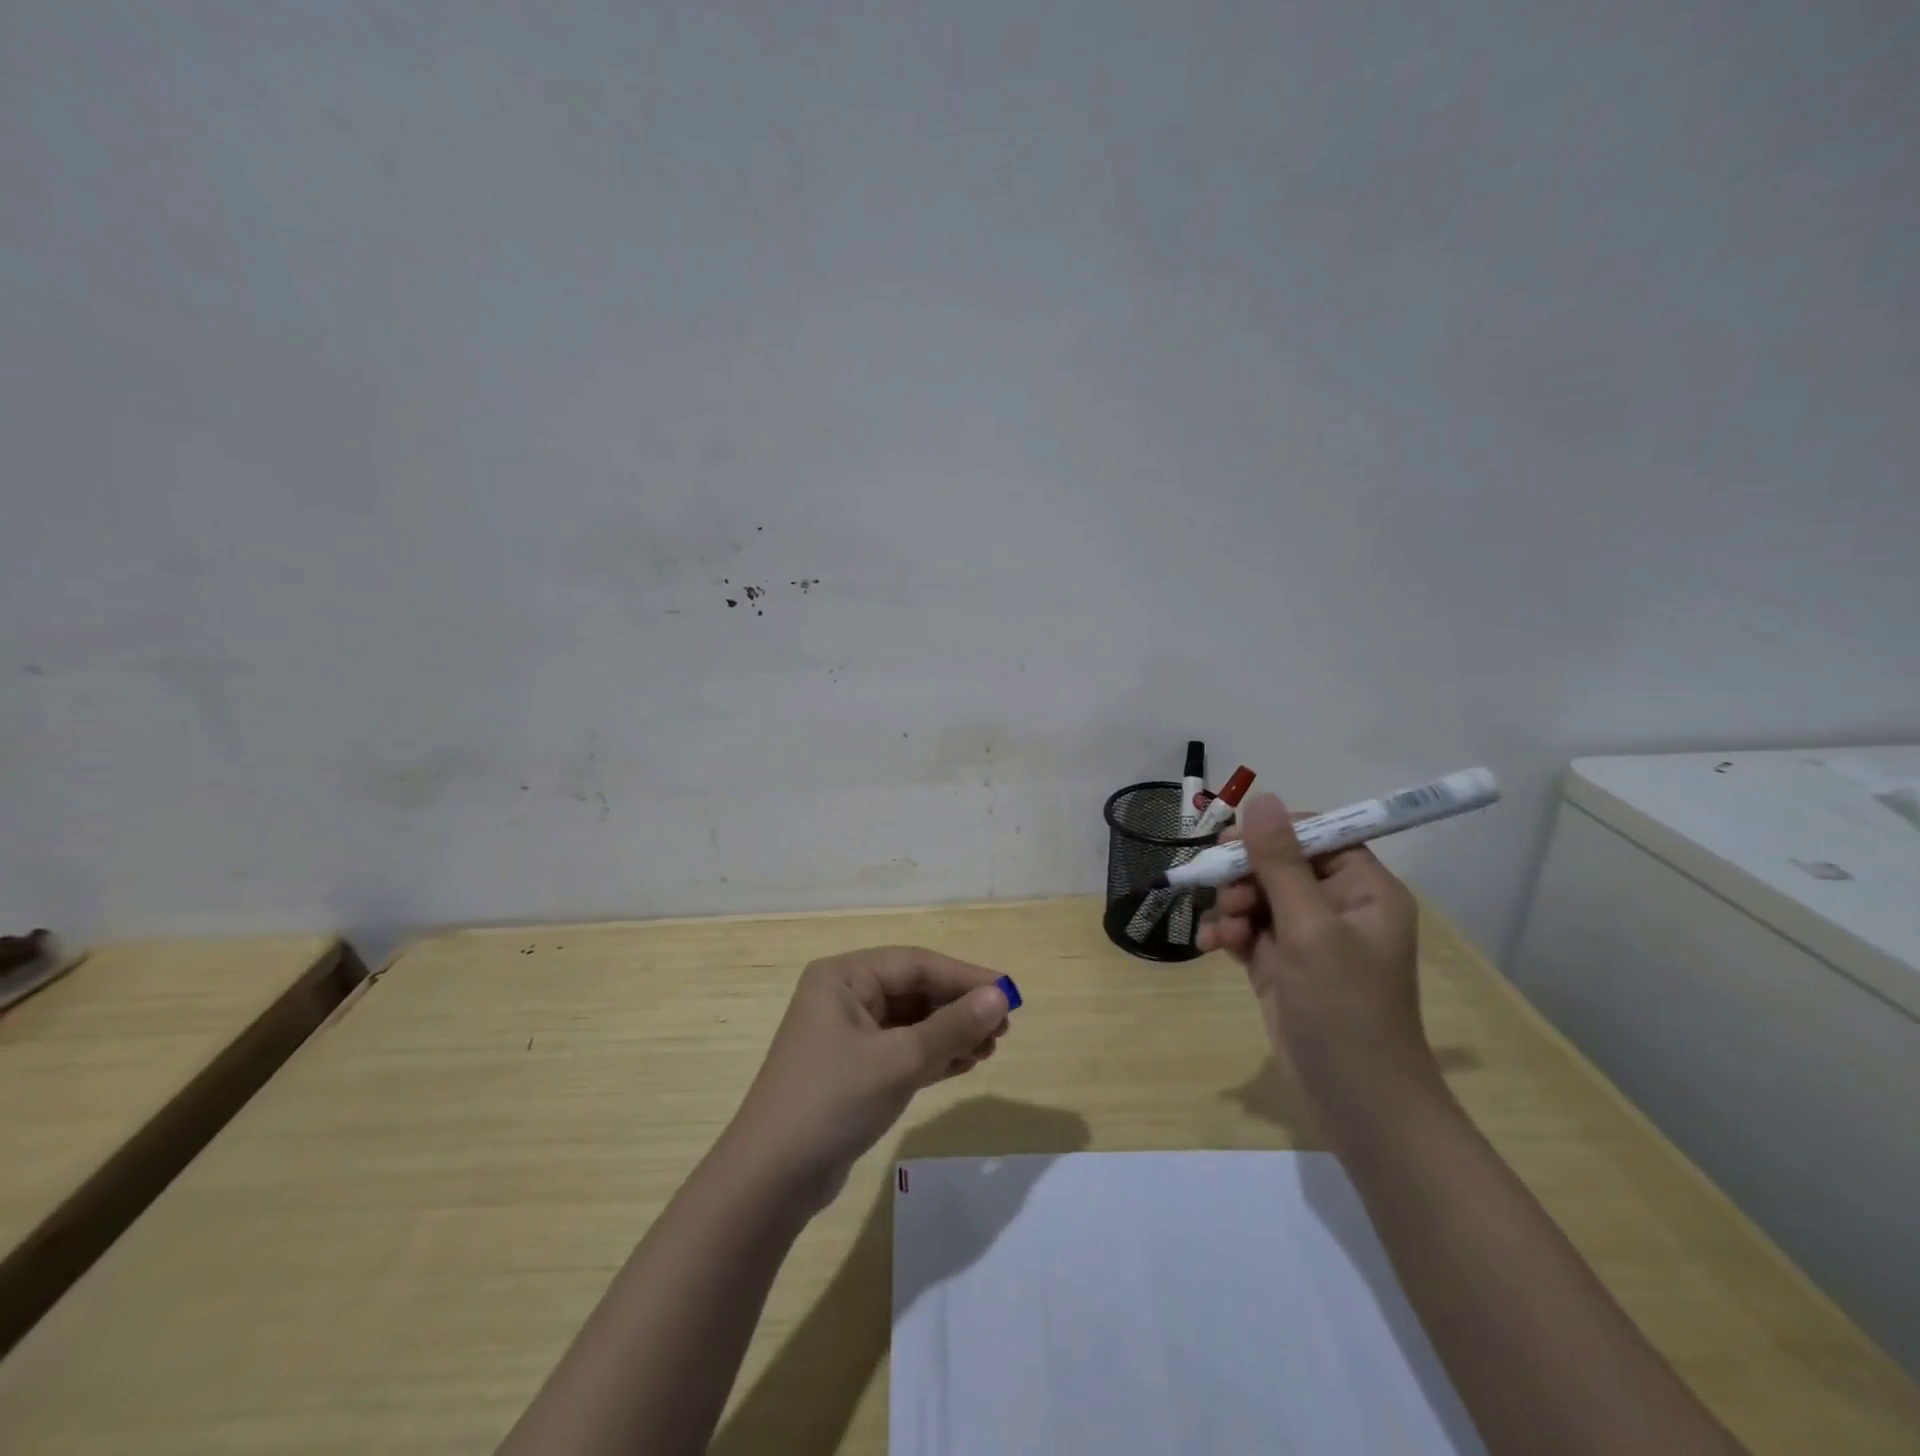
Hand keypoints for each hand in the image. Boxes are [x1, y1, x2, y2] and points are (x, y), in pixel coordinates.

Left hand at [723, 947, 1011, 1208]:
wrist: (770, 1180)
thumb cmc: (832, 1102)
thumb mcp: (898, 1061)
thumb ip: (952, 1027)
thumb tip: (1001, 996)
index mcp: (844, 977)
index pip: (915, 964)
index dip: (965, 977)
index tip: (1009, 992)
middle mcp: (844, 997)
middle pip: (914, 991)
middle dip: (959, 1007)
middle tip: (1004, 1026)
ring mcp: (847, 1035)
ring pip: (911, 1022)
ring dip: (951, 1033)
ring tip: (992, 1047)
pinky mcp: (853, 1070)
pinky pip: (902, 1050)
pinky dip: (933, 1055)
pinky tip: (966, 1063)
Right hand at [1197, 793, 1434, 1127]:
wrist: (1356, 1105)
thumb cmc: (1344, 1009)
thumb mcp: (1308, 929)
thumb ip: (1279, 862)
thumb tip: (1261, 799)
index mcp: (1364, 890)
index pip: (1317, 834)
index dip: (1273, 832)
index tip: (1231, 843)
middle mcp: (1337, 906)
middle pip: (1279, 863)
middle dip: (1244, 876)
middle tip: (1222, 892)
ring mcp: (1308, 938)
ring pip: (1256, 895)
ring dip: (1231, 906)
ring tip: (1223, 932)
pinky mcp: (1282, 964)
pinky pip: (1248, 929)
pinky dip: (1227, 932)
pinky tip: (1211, 945)